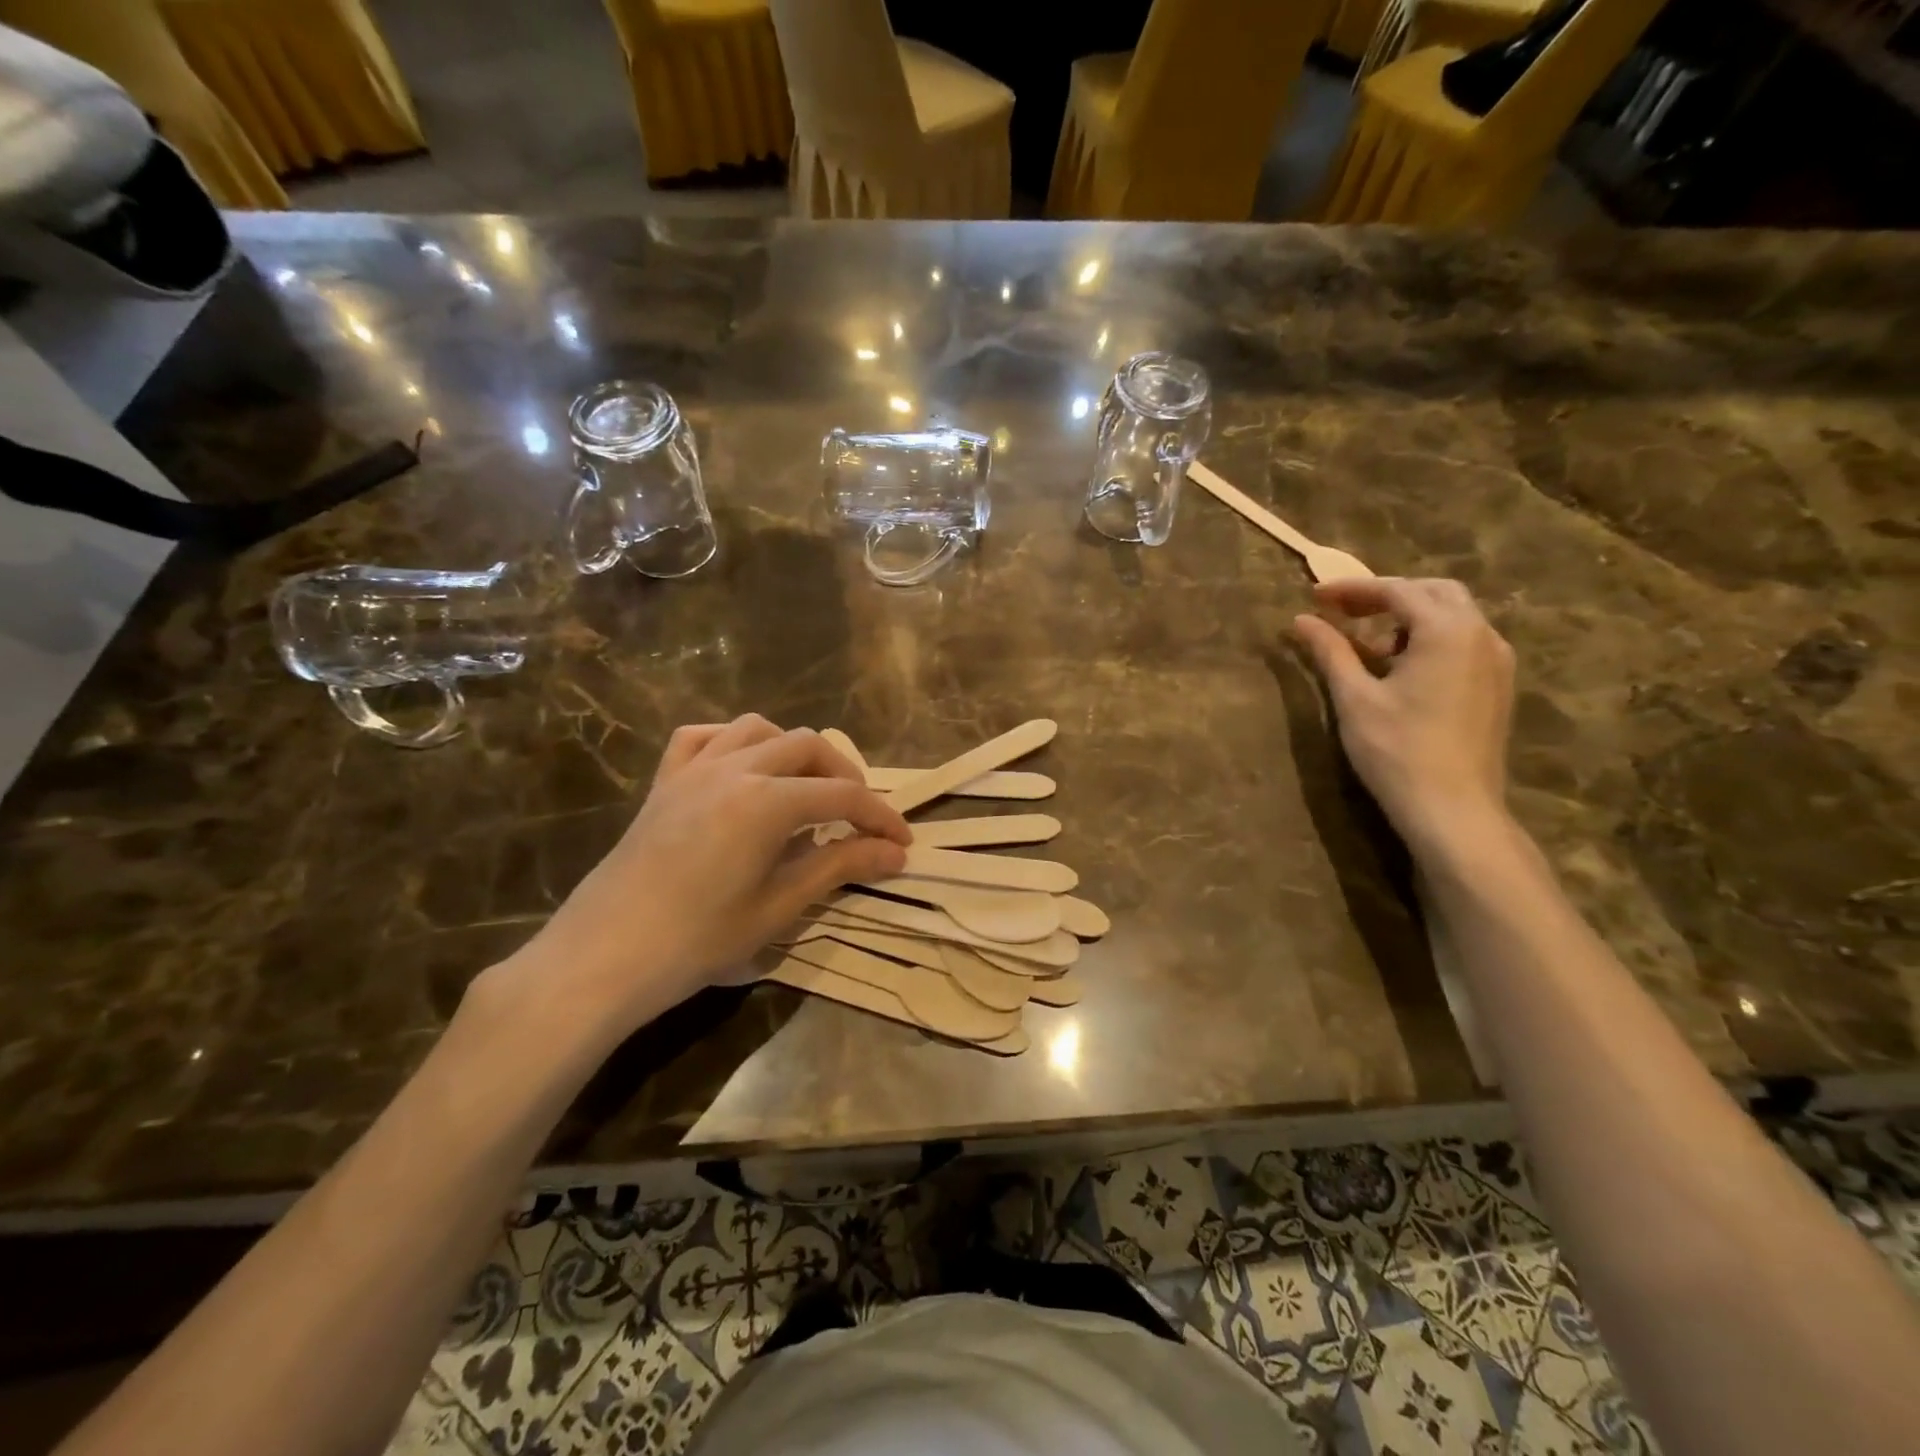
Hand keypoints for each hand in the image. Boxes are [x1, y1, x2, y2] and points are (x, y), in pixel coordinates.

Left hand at [482, 715, 909, 1040]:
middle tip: (860, 816)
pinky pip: (703, 737)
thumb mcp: (779, 906)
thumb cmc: (698, 939)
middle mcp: (735, 768)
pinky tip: (743, 769)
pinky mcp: (665, 781)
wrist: (604, 956)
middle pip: (808, 747)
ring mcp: (694, 769)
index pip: (843, 795)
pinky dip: (734, 742)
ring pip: (759, 729)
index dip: (880, 817)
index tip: (902, 843)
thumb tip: (894, 853)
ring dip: (794, 750)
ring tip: (807, 786)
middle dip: (845, 775)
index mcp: (767, 801)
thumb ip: (839, 867)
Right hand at [1293, 578, 1515, 857]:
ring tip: (1366, 642)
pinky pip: (1463, 643)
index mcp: (1448, 630)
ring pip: (1452, 617)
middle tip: (1342, 611)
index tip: (1315, 597)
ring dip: (1408, 618)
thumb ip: (1329, 651)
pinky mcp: (1497, 686)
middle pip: (1433, 593)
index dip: (1352, 589)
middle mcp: (1481, 635)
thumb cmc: (1397, 750)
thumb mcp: (1354, 697)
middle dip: (1386, 596)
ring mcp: (1496, 661)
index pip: (1397, 590)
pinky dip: (1428, 640)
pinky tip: (1399, 668)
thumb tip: (1301, 619)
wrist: (1453, 809)